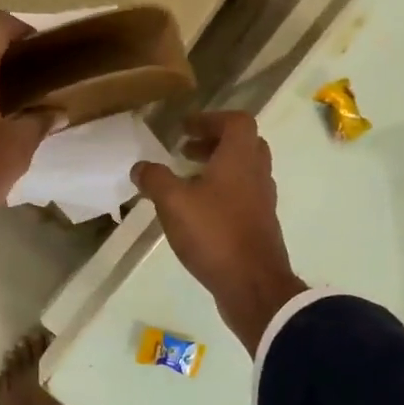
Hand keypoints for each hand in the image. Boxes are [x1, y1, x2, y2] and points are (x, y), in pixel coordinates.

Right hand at [131, 111, 306, 352]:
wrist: (253, 285)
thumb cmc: (214, 234)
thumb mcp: (173, 203)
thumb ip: (155, 180)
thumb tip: (140, 167)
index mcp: (240, 159)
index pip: (236, 121)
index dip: (210, 119)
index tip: (184, 129)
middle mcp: (257, 174)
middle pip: (243, 144)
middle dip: (214, 143)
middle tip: (185, 151)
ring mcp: (262, 202)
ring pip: (244, 172)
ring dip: (218, 169)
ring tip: (187, 181)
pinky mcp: (260, 226)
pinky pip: (242, 197)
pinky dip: (222, 193)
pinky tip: (198, 213)